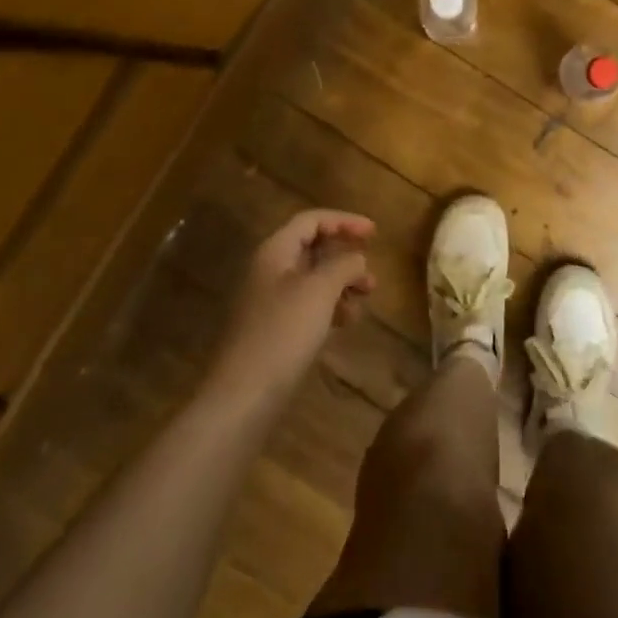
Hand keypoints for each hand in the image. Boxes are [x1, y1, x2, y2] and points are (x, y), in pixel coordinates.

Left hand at [208, 210, 376, 407]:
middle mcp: (269, 270)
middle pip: (312, 248)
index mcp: (275, 251)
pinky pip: (307, 305)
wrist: (242, 396)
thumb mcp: (320, 290)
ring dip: (341, 283)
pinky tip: (346, 322)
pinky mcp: (274, 330)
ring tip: (365, 298)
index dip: (344, 221)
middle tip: (371, 273)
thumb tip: (357, 258)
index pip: (312, 220)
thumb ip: (343, 265)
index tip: (375, 234)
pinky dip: (330, 306)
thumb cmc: (283, 333)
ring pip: (313, 278)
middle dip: (345, 256)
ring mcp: (270, 301)